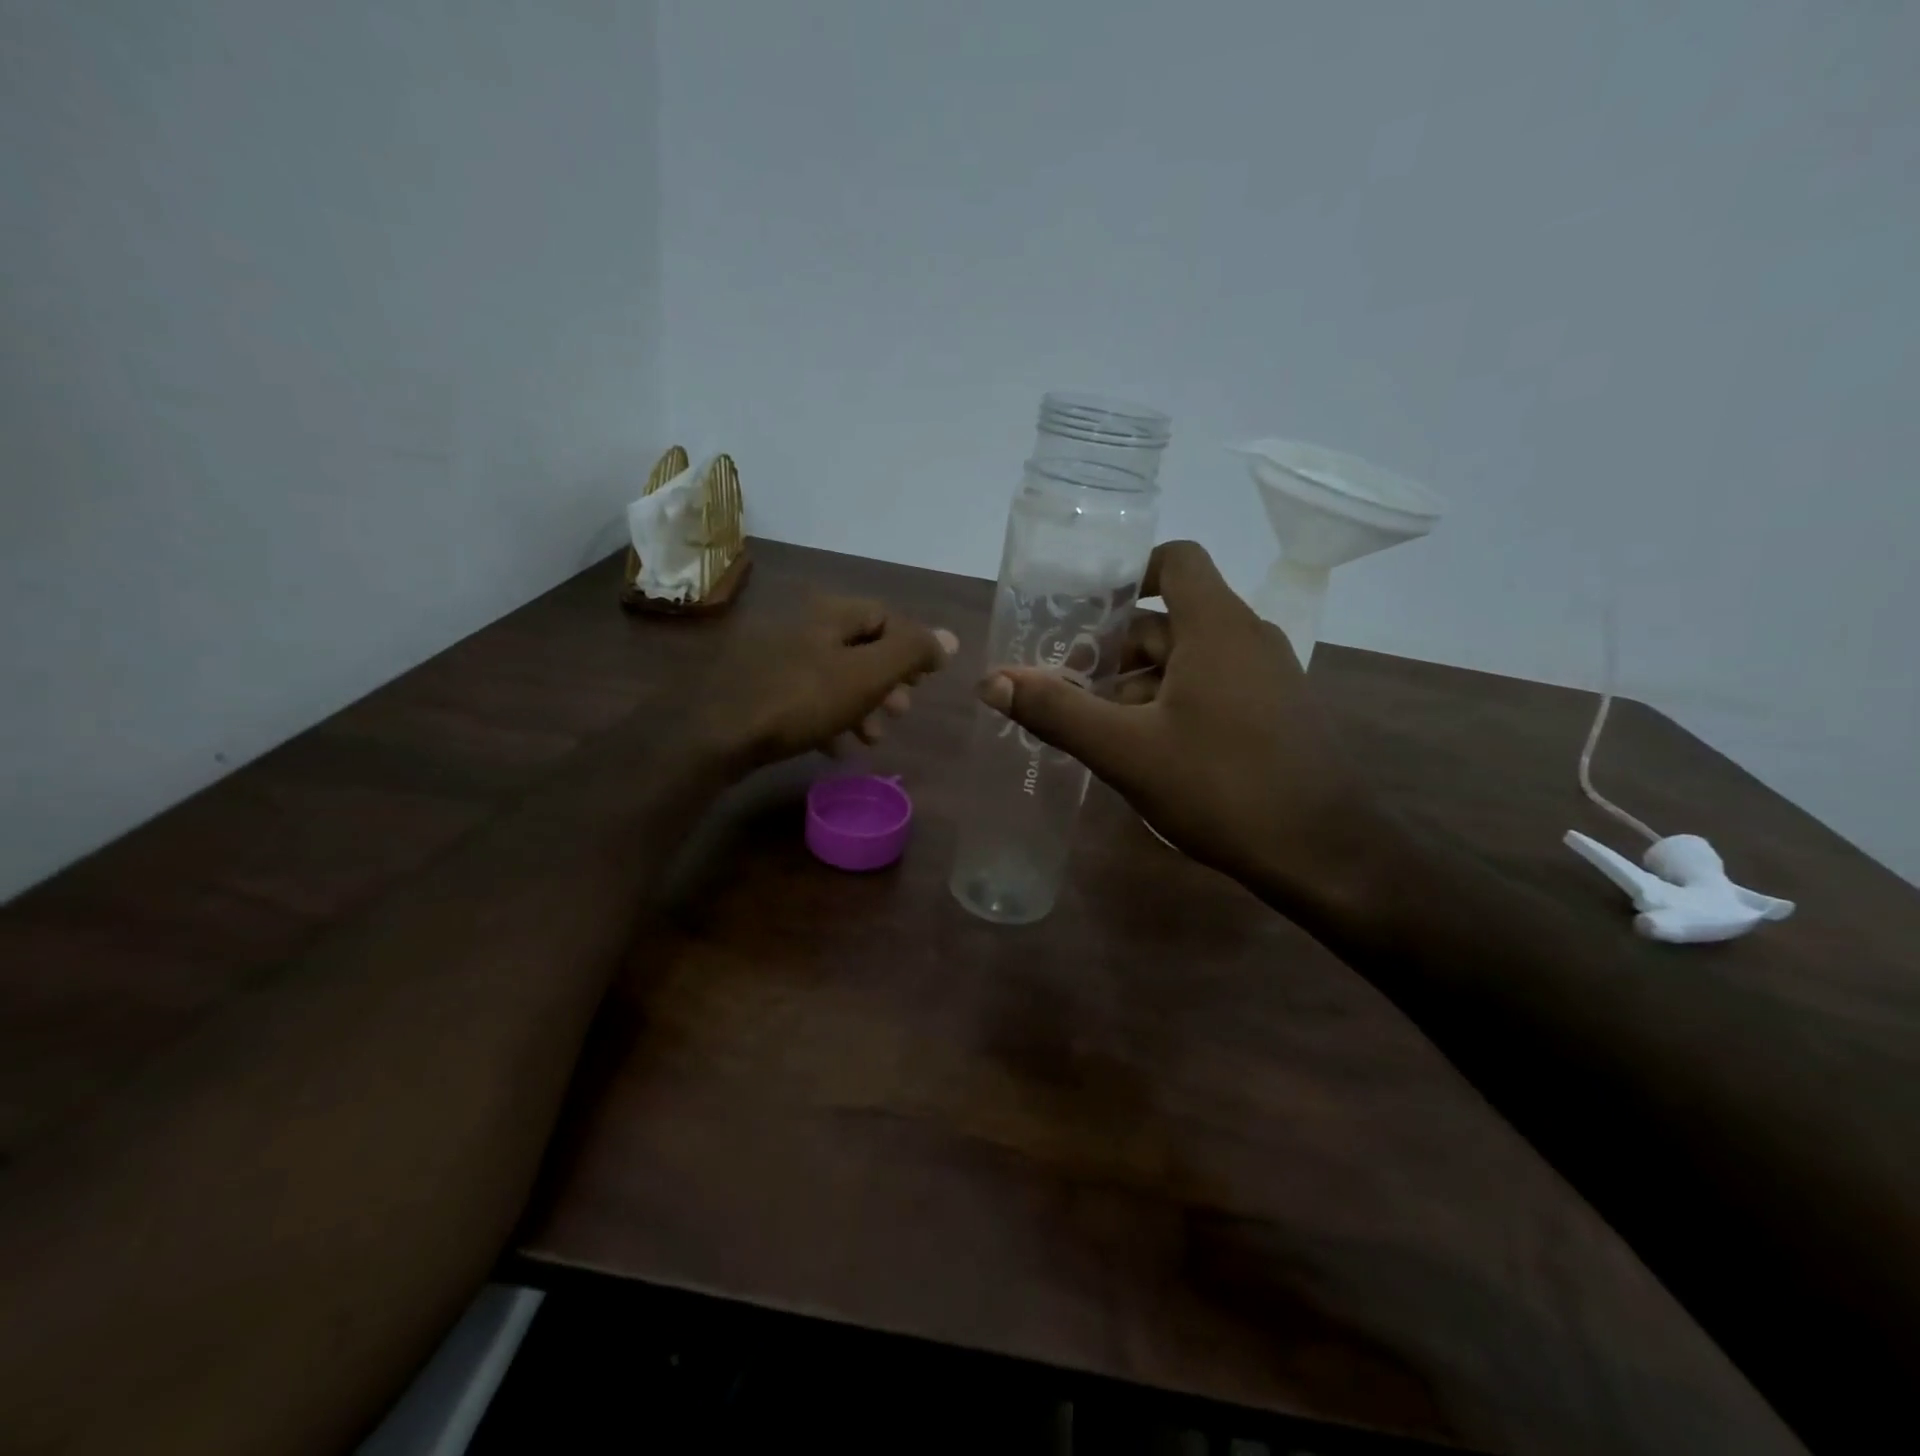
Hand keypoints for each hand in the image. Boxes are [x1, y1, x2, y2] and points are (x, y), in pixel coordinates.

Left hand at [701, 596, 957, 772]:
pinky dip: (828, 719)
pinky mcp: (757, 689)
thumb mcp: (866, 675)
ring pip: (834, 676)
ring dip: (861, 705)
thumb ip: (910, 653)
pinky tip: (835, 749)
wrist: (717, 733)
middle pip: (860, 648)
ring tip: (873, 738)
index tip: (926, 682)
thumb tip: (949, 637)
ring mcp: (775, 658)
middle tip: (902, 712)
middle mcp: (802, 627)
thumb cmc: (802, 700)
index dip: (912, 646)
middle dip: (887, 682)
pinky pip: (806, 698)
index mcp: (829, 615)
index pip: (885, 617)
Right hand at [976, 541, 1383, 913]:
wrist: (1323, 853)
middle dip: (1115, 650)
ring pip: (1189, 659)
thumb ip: (1056, 711)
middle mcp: (1247, 637)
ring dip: (1139, 683)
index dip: (1129, 574)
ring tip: (1097, 727)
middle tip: (1068, 687)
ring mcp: (1268, 676)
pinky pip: (1213, 686)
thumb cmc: (1221, 787)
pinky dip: (1172, 702)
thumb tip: (991, 680)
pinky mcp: (1275, 712)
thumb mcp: (1126, 751)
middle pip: (1170, 619)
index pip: (1176, 560)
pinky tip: (1145, 750)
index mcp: (1216, 627)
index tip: (1085, 612)